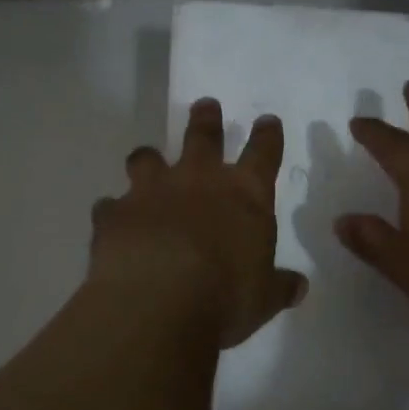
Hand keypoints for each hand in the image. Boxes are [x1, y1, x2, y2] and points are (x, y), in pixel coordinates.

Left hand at [89, 98, 308, 348]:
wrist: (158, 303)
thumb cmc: (225, 298)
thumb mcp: (263, 299)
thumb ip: (279, 286)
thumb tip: (299, 286)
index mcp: (244, 195)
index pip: (263, 154)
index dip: (267, 136)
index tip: (267, 121)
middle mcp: (198, 181)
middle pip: (203, 137)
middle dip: (206, 120)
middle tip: (205, 106)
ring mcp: (151, 192)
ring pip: (147, 159)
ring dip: (149, 158)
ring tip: (147, 159)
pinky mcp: (113, 213)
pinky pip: (110, 205)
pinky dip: (113, 212)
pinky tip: (112, 221)